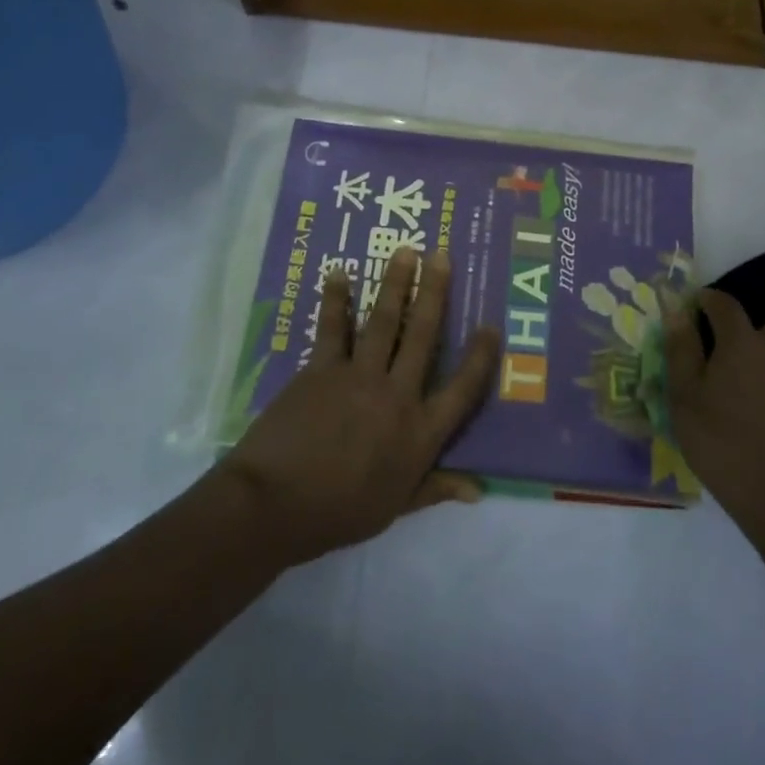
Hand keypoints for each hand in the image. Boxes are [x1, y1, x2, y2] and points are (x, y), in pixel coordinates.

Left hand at [218, 249, 499, 568]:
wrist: (273, 506)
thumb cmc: (338, 513)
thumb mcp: (395, 507)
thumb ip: (435, 489)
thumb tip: (478, 490)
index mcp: (419, 432)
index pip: (462, 389)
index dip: (480, 357)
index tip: (491, 325)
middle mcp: (396, 395)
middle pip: (423, 335)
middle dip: (434, 292)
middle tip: (441, 255)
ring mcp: (358, 376)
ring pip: (383, 321)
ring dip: (395, 283)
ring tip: (405, 251)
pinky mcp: (322, 369)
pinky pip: (334, 327)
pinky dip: (336, 299)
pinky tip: (339, 274)